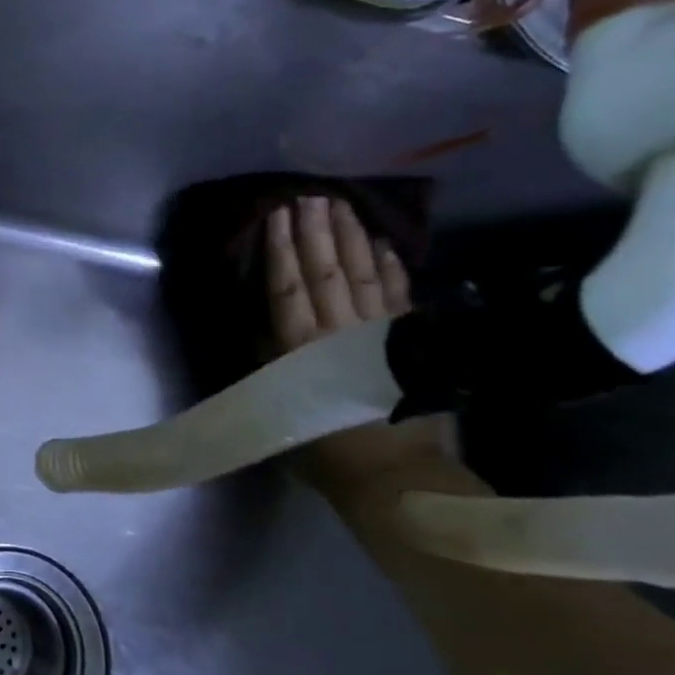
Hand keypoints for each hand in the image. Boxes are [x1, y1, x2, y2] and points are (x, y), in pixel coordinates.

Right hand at [265, 196, 454, 498]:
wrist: (396, 478)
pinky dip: (391, 267)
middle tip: (307, 196)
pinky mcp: (412, 344)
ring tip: (340, 206)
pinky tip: (383, 243)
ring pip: (364, 275)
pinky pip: (400, 295)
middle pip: (327, 273)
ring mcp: (382, 335)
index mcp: (302, 349)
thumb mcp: (279, 407)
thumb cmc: (323, 448)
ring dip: (350, 239)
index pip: (289, 289)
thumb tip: (263, 322)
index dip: (282, 251)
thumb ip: (271, 362)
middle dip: (316, 233)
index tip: (277, 215)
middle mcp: (342, 334)